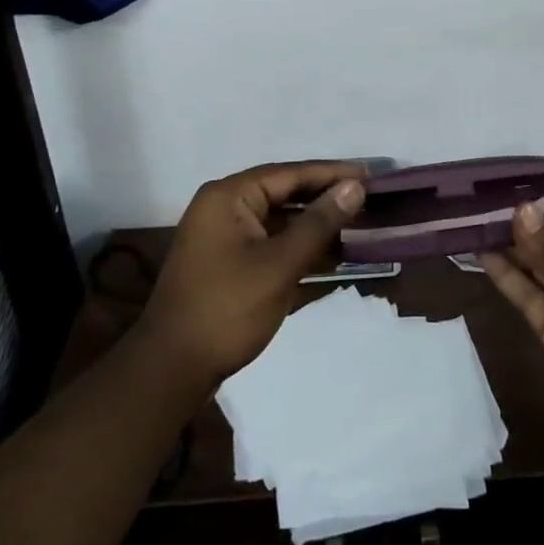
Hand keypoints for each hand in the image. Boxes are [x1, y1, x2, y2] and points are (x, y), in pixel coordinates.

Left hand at [139, 160, 366, 391]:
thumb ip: (319, 223)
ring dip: (316, 225)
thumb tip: (354, 187)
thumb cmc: (227, 309)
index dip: (333, 174)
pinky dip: (299, 247)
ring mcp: (224, 235)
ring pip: (280, 219)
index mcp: (229, 196)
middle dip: (326, 198)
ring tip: (360, 226)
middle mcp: (224, 206)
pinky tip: (333, 255)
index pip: (291, 173)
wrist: (171, 371)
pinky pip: (271, 242)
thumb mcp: (279, 265)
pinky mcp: (228, 262)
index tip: (372, 174)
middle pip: (285, 193)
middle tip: (370, 199)